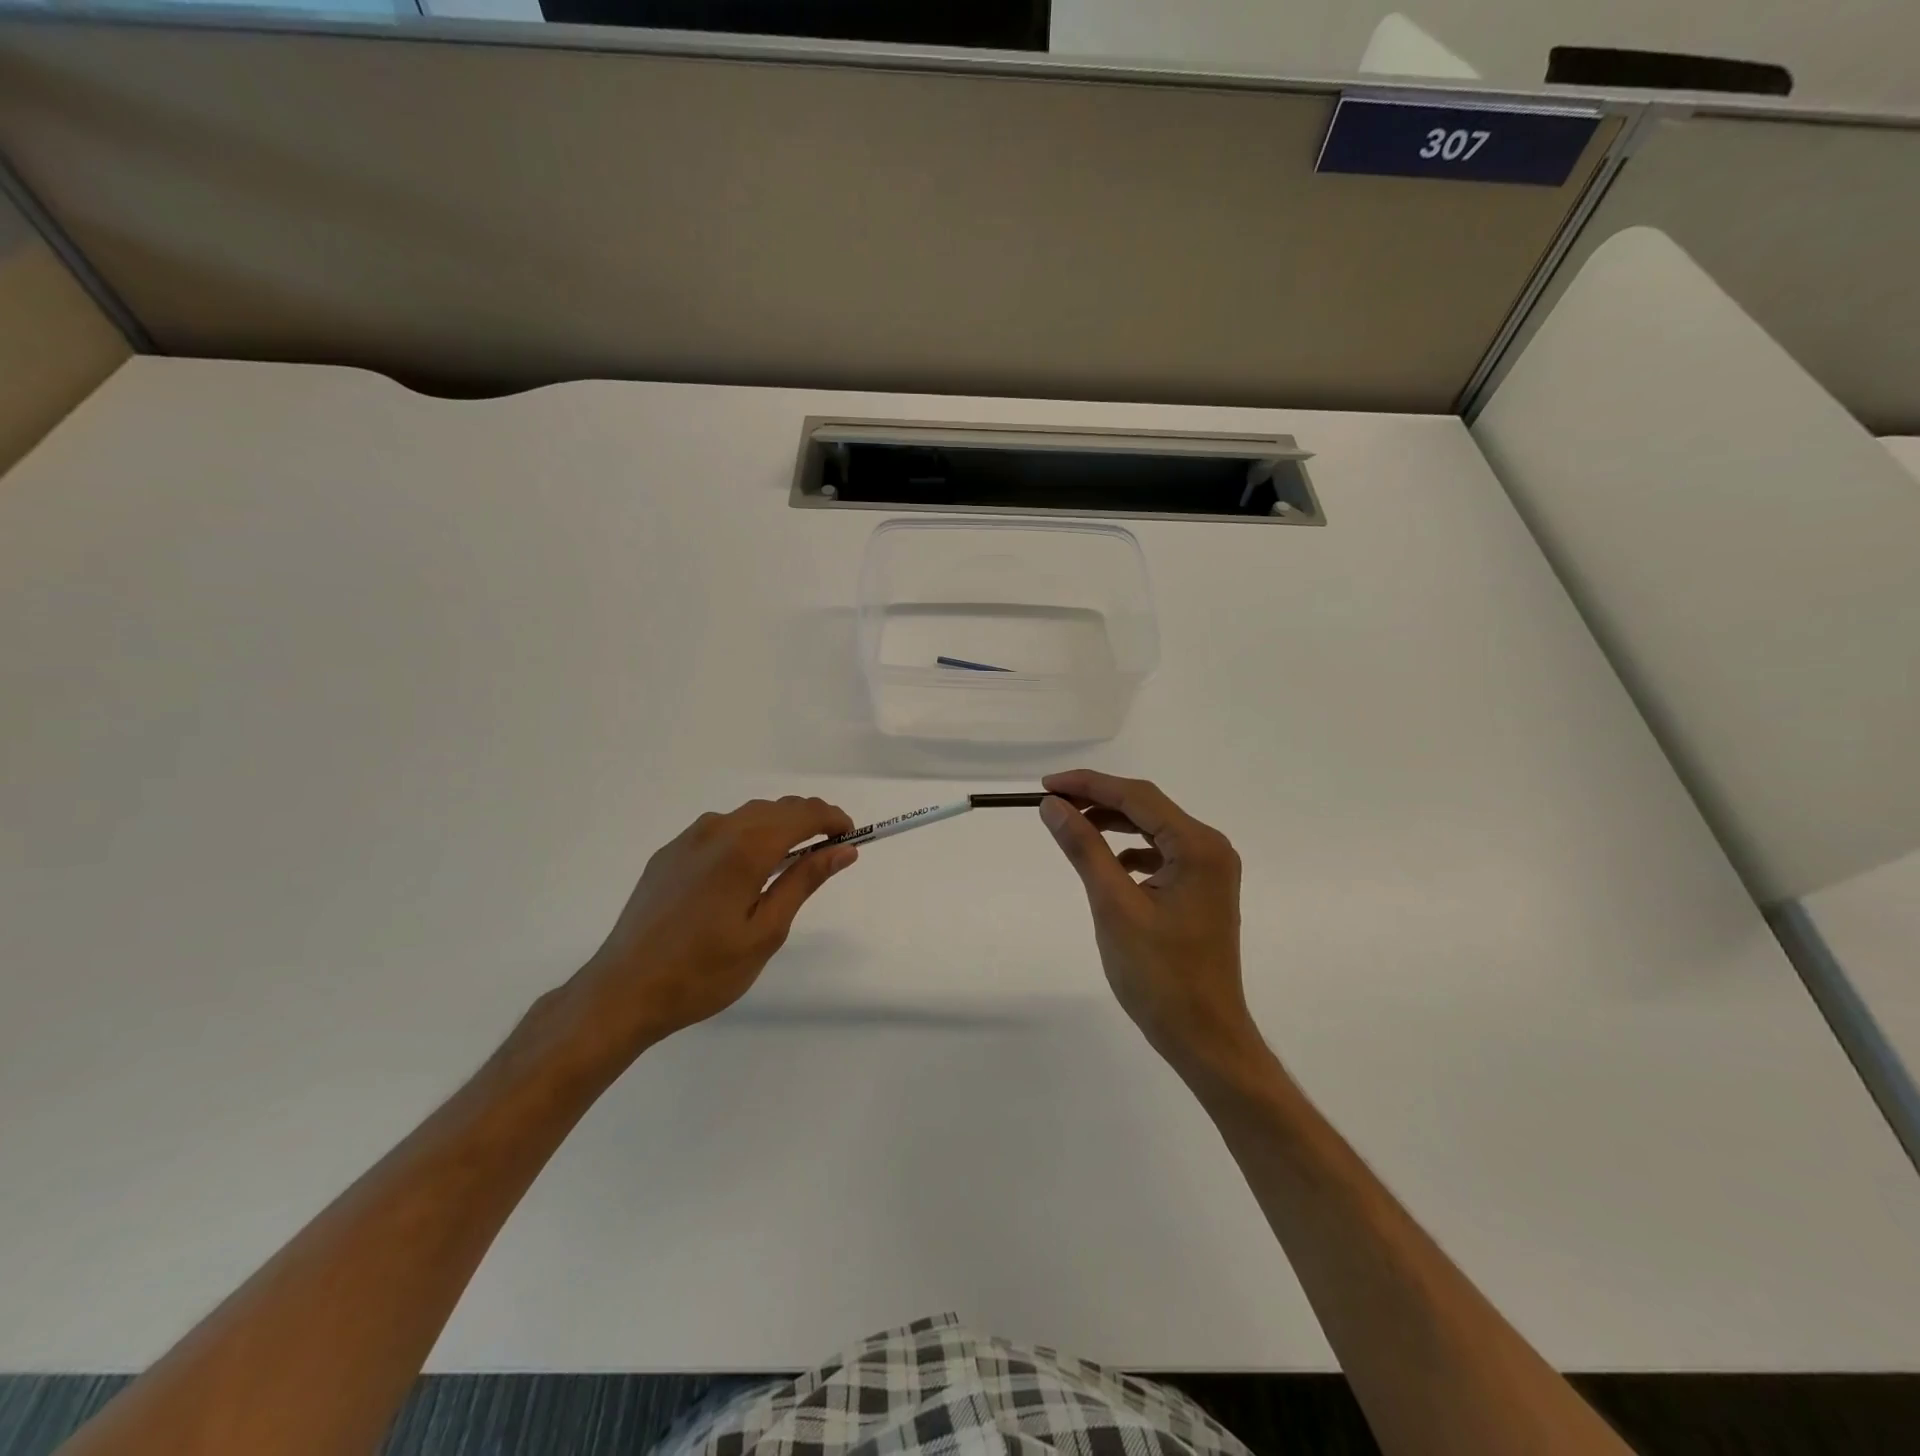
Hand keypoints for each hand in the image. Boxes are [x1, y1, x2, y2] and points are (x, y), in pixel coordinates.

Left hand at [569, 797, 858, 1049]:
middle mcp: (716, 831)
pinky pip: (719, 831)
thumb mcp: (766, 932)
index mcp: (744, 848)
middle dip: (809, 820)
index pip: (802, 814)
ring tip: (791, 861)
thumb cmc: (704, 971)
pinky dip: (746, 837)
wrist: (623, 991)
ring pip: (746, 816)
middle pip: (775, 809)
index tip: (850, 838)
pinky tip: (745, 870)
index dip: (832, 819)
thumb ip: (804, 882)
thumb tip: (843, 850)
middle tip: (829, 851)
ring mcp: (687, 840)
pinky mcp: (668, 854)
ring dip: (777, 827)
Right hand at [1039, 770, 1265, 1082]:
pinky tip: (1108, 863)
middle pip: (1147, 808)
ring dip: (1112, 825)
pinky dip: (1129, 851)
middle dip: (1098, 802)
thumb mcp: (1114, 905)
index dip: (1088, 785)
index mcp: (1197, 846)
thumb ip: (1084, 848)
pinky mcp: (1201, 891)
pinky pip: (1161, 855)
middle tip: (1052, 805)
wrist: (1204, 1036)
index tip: (1046, 786)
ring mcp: (1209, 871)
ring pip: (1153, 830)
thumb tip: (1054, 806)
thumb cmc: (1159, 974)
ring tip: (1072, 828)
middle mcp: (1210, 849)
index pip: (1137, 797)